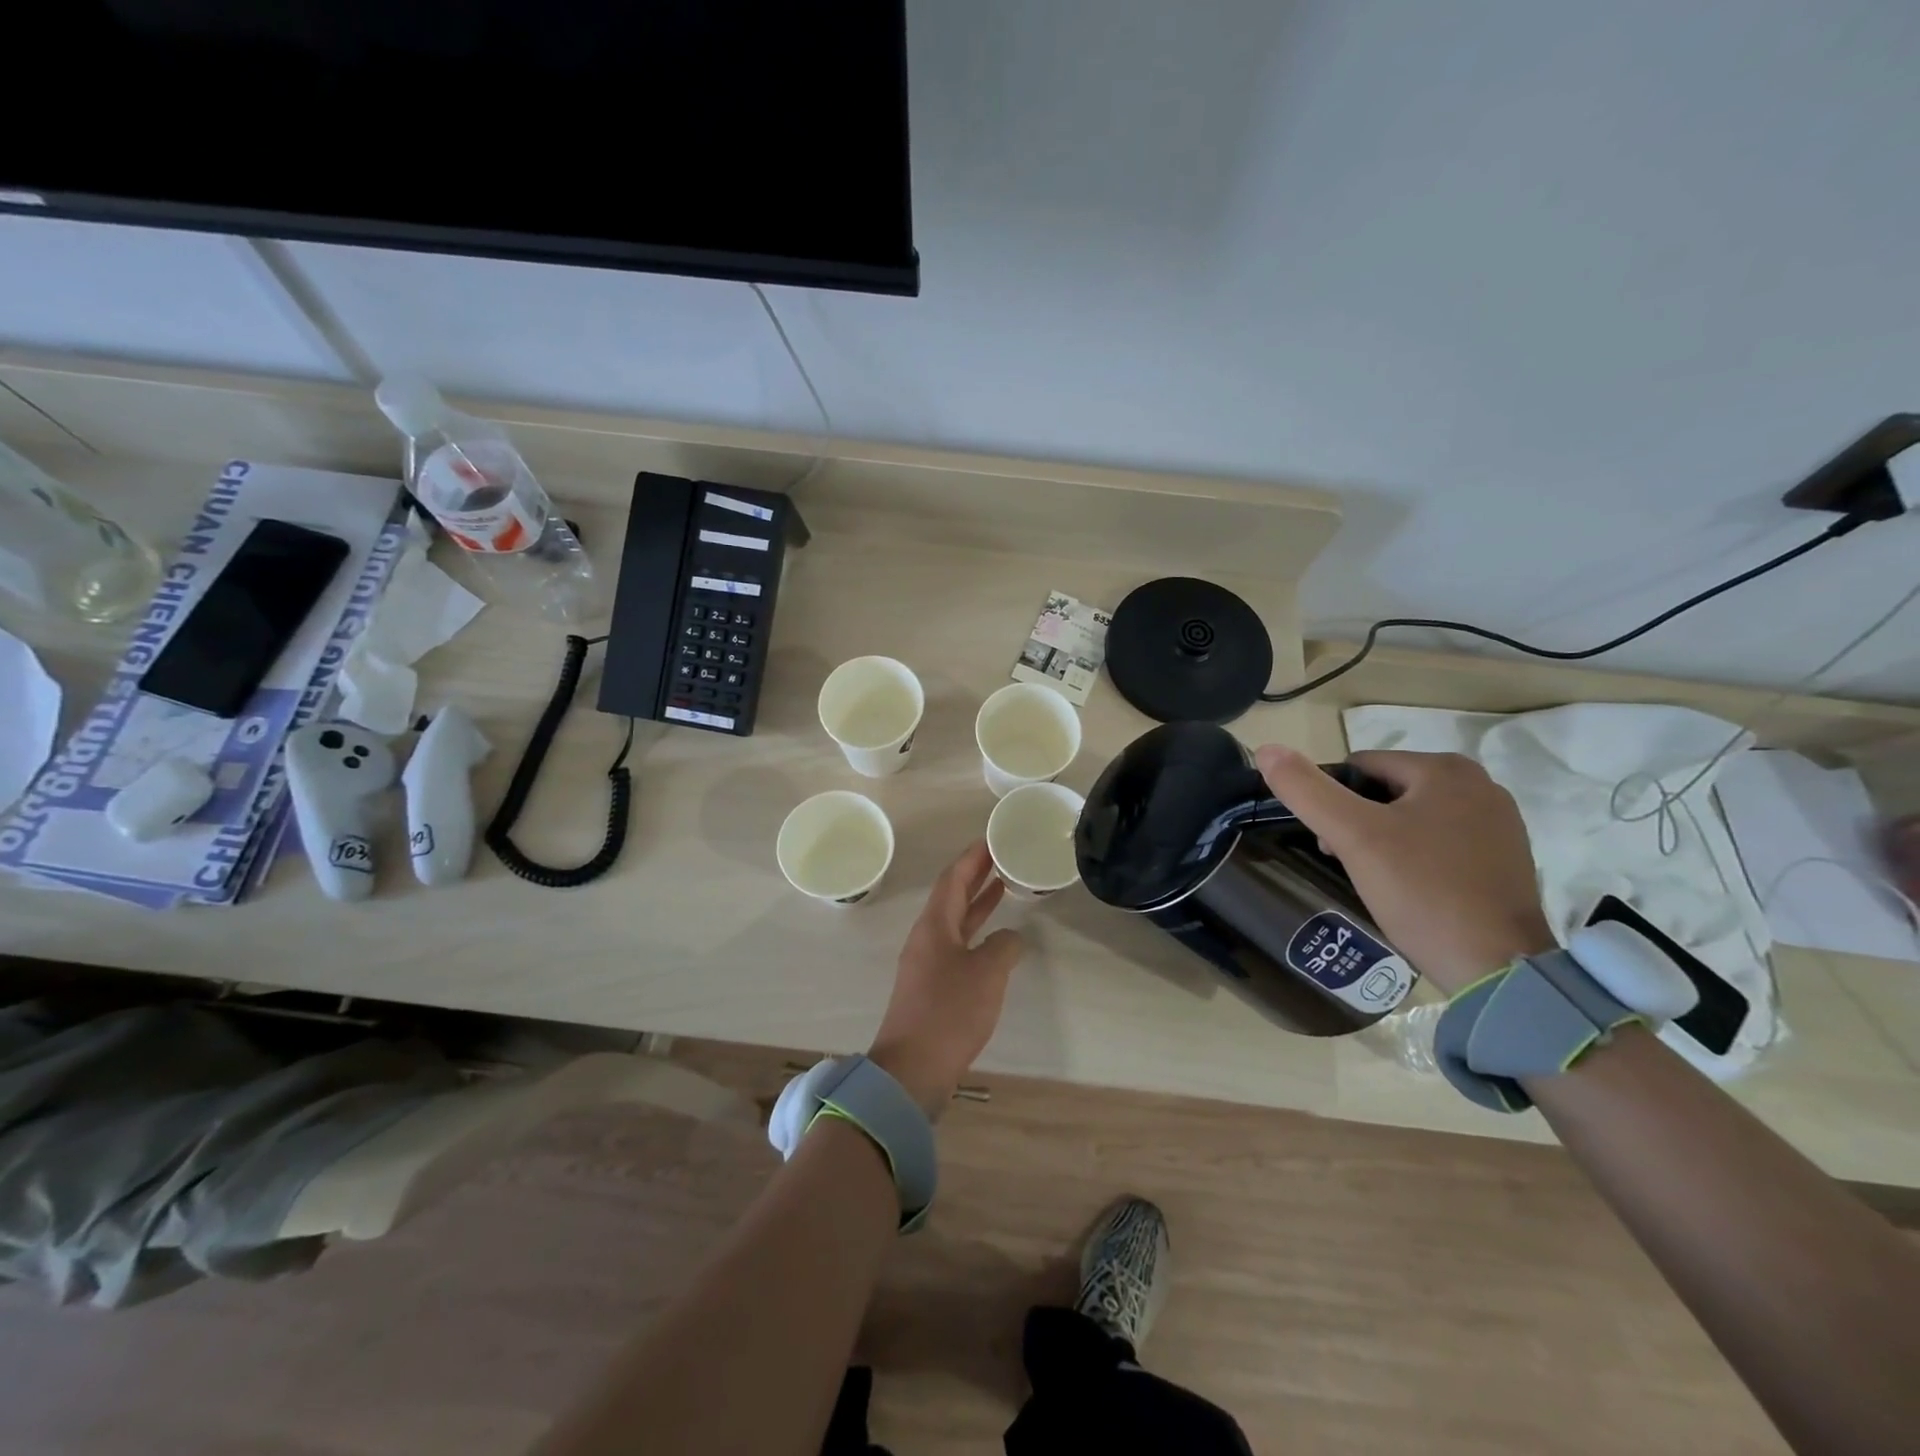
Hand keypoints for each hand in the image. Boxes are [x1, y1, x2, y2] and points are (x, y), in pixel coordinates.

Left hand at [868, 841, 1025, 1118]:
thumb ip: (1004, 946)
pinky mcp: (932, 988)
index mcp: (934, 925)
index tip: (991, 839)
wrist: (913, 1068)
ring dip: (977, 904)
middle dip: (974, 875)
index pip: (952, 878)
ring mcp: (927, 964)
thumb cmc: (949, 1011)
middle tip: (1000, 856)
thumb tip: (1010, 939)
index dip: (971, 857)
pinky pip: (957, 946)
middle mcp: (927, 938)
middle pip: (951, 896)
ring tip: (1002, 887)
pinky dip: (976, 933)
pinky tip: (995, 940)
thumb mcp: (987, 972)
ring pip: (955, 922)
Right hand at [1254, 746, 1554, 994]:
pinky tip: (1412, 890)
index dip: (1333, 802)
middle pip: (1386, 791)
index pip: (1359, 767)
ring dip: (1384, 841)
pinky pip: (1440, 842)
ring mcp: (1499, 823)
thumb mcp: (1354, 837)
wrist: (1498, 968)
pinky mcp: (1506, 858)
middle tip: (1351, 865)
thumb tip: (1266, 749)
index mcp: (1446, 769)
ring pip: (1412, 817)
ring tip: (1378, 881)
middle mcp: (1480, 785)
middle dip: (1359, 823)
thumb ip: (1307, 790)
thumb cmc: (1422, 891)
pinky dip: (1417, 858)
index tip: (1334, 845)